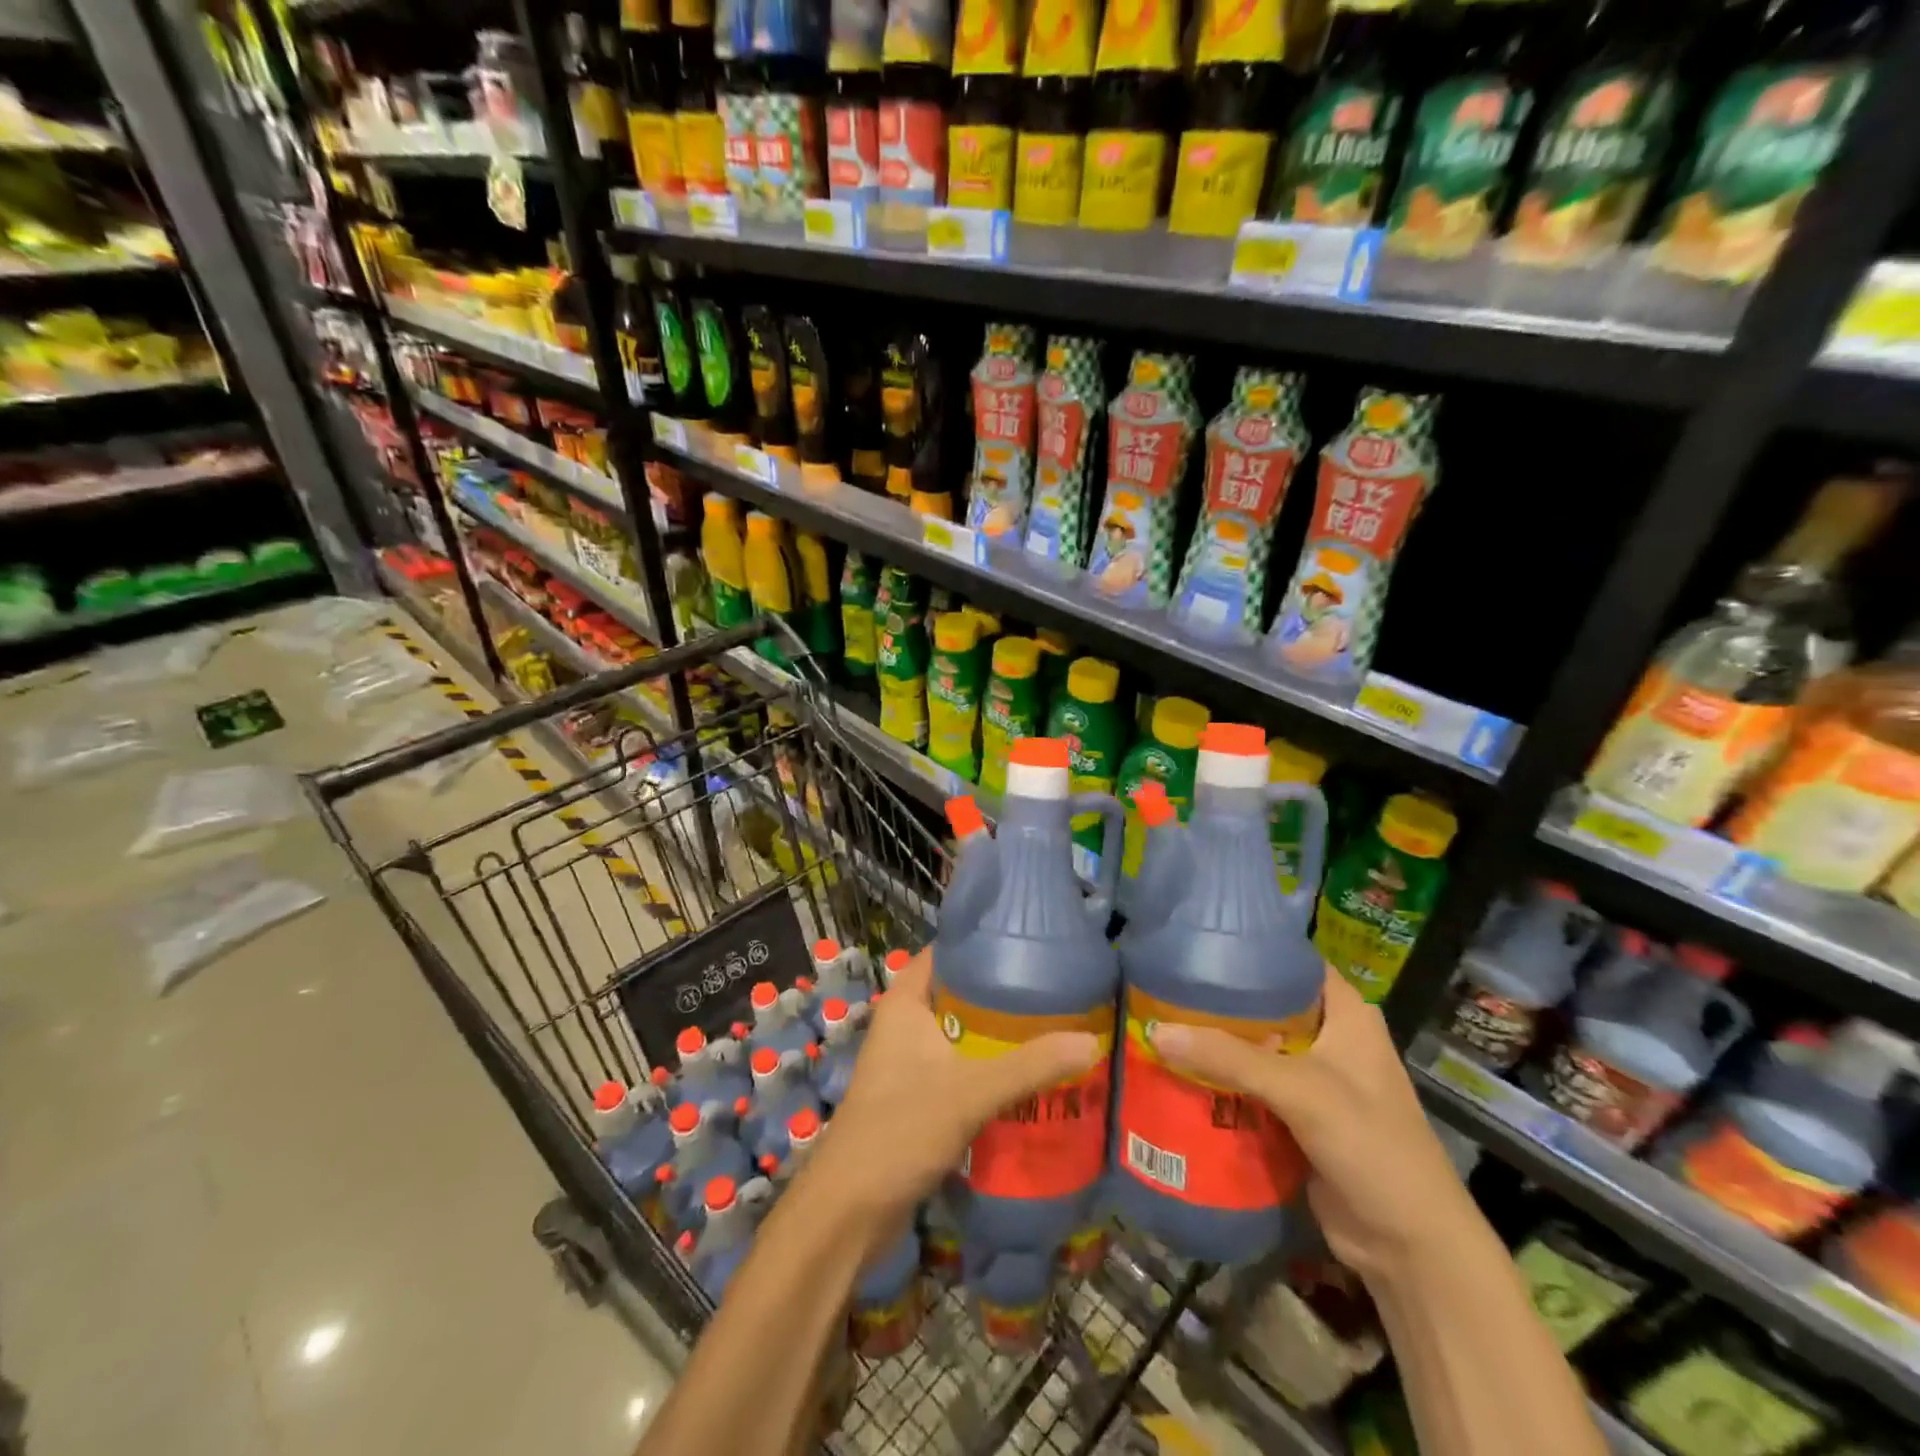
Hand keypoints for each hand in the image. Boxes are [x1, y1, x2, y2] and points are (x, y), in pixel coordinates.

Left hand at [809, 947, 1100, 1220]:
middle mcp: (906, 1026)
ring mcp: (911, 1064)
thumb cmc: (899, 1130)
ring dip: (999, 1036)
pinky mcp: (919, 1100)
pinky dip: (990, 1070)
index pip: (945, 952)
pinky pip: (962, 1071)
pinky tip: (1030, 1078)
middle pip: (960, 994)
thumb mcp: (970, 1092)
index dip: (982, 942)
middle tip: (1056, 988)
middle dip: (1003, 994)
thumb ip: (1030, 1066)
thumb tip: (1091, 1042)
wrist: (848, 1212)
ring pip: (963, 1036)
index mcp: (906, 1003)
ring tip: (1054, 1028)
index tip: (1029, 941)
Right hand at [1148, 966, 1473, 1281]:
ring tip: (1157, 1019)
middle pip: (1265, 1004)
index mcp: (1346, 1014)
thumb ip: (1229, 1058)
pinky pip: (1250, 1085)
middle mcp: (1329, 1038)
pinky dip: (1220, 1079)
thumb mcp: (1301, 1092)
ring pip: (1254, 1046)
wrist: (1410, 1247)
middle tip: (1163, 984)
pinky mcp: (1297, 1116)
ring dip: (1214, 1042)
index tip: (1196, 942)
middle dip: (1219, 999)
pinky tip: (1177, 1069)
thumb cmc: (1371, 1146)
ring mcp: (1313, 1079)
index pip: (1292, 961)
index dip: (1249, 947)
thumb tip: (1154, 1031)